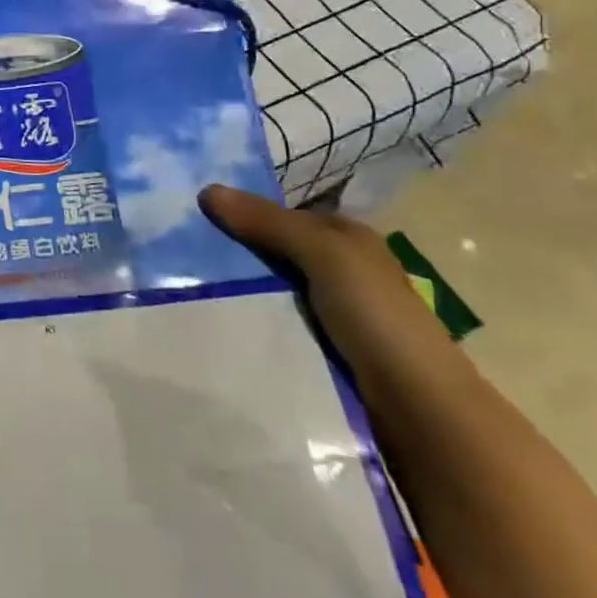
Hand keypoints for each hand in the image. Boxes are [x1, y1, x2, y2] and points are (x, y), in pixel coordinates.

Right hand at [200, 185, 452, 388]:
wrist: (417, 408)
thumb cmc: (376, 316)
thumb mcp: (324, 255)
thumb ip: (269, 223)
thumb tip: (207, 190)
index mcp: (347, 240)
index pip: (282, 217)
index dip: (242, 213)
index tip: (193, 218)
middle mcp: (340, 271)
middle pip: (272, 253)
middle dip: (233, 254)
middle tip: (178, 255)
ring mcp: (330, 314)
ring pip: (269, 291)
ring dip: (238, 293)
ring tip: (185, 291)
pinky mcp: (319, 350)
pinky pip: (273, 326)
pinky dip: (249, 323)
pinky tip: (217, 324)